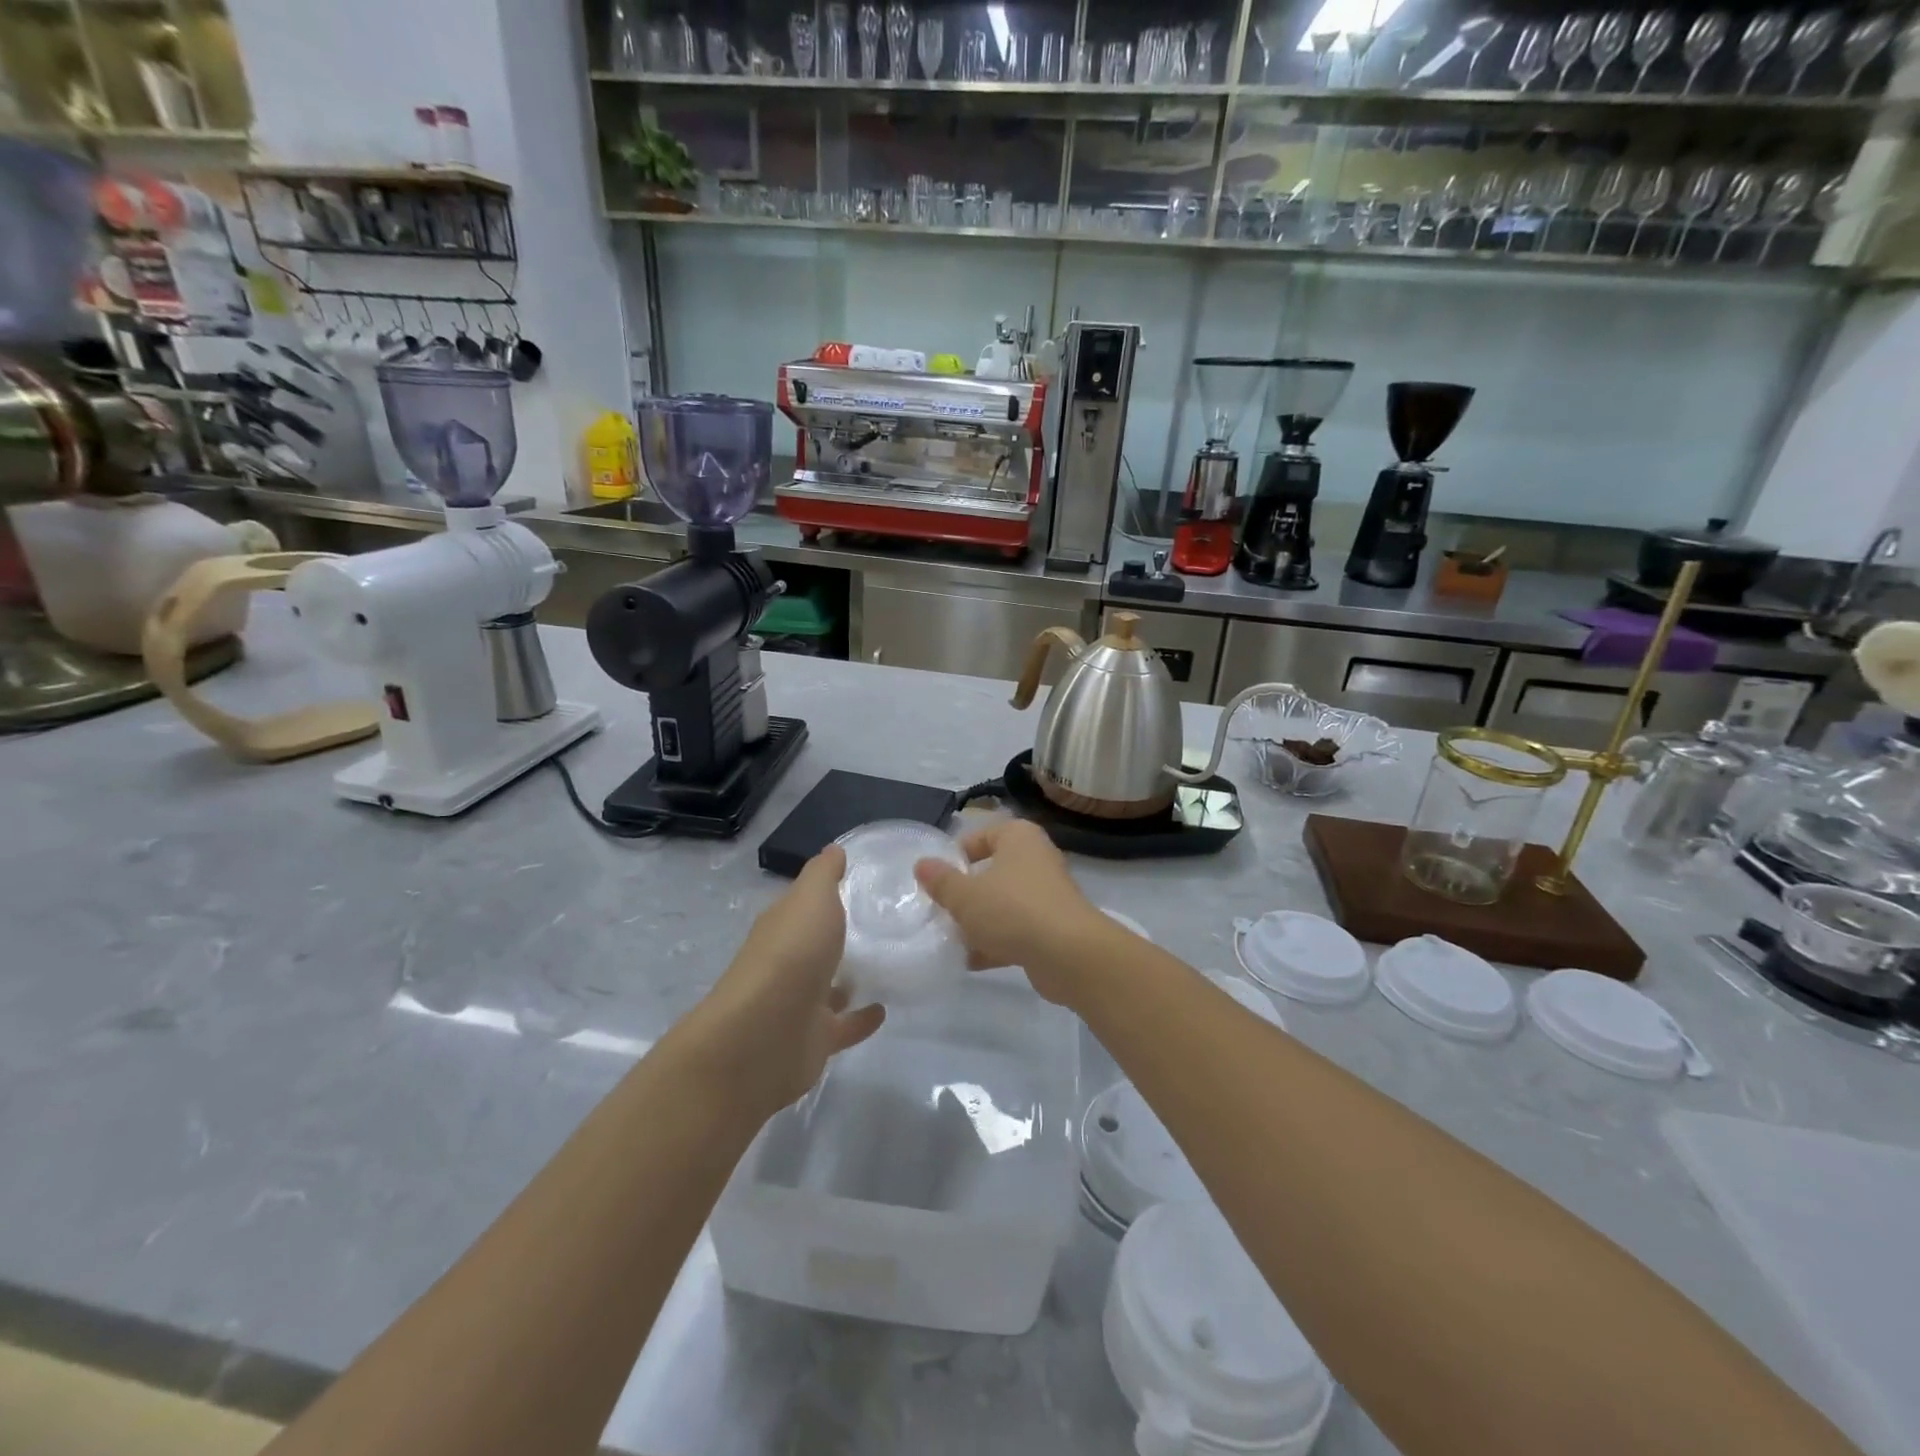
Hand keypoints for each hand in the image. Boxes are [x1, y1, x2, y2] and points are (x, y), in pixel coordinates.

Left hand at [690, 846, 884, 1115]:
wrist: (766, 1035)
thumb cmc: (792, 953)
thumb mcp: (811, 898)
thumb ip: (824, 874)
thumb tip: (834, 849)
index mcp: (782, 926)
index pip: (803, 905)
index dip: (824, 893)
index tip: (860, 883)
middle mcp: (786, 963)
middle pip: (814, 945)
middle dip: (836, 936)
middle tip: (882, 924)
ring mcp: (798, 1003)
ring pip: (827, 986)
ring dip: (848, 979)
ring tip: (887, 965)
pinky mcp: (814, 1040)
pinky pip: (843, 1025)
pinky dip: (860, 1017)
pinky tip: (884, 1009)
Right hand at [913, 819, 1112, 1007]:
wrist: (1069, 954)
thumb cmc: (1012, 910)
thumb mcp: (965, 896)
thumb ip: (941, 881)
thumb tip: (921, 864)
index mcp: (1019, 838)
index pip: (983, 835)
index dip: (958, 855)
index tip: (938, 878)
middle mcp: (1037, 859)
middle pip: (993, 872)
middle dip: (967, 893)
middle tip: (941, 909)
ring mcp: (1048, 895)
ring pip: (1005, 903)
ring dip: (980, 922)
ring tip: (951, 939)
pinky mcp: (1053, 928)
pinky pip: (1018, 930)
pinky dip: (997, 943)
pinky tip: (971, 962)